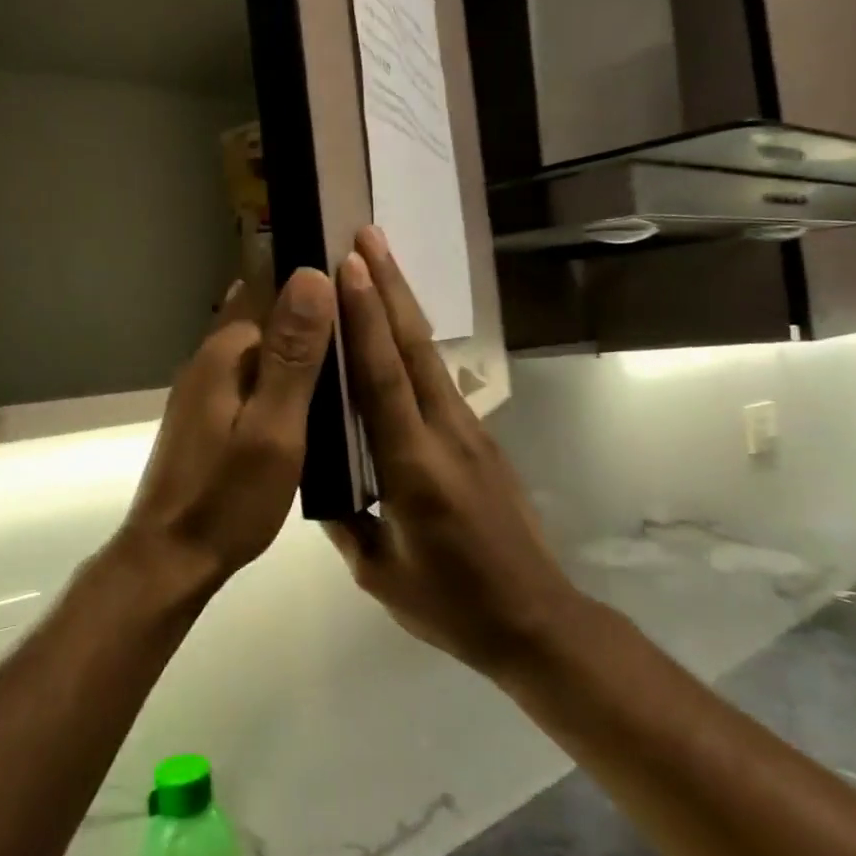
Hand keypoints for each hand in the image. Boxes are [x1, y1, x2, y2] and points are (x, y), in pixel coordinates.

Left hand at [114, 267, 336, 599]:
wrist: (172, 557)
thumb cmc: (228, 497)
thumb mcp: (274, 428)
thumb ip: (294, 355)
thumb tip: (312, 274)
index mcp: (227, 351)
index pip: (272, 285)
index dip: (314, 273)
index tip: (360, 271)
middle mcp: (211, 356)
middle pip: (266, 310)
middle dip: (311, 304)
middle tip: (369, 311)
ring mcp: (206, 385)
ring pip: (261, 342)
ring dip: (299, 337)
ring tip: (353, 343)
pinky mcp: (209, 411)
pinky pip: (254, 371)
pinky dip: (284, 368)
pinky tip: (314, 386)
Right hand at [326, 228, 571, 676]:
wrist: (536, 621)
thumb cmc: (451, 604)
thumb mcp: (379, 572)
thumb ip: (344, 520)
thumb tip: (318, 476)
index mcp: (414, 469)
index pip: (383, 381)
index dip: (365, 320)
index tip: (348, 268)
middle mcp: (445, 435)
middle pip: (413, 348)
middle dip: (389, 286)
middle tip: (365, 235)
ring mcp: (470, 433)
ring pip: (429, 357)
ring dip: (403, 304)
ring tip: (378, 262)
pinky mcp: (481, 439)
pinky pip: (438, 380)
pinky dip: (413, 343)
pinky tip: (397, 329)